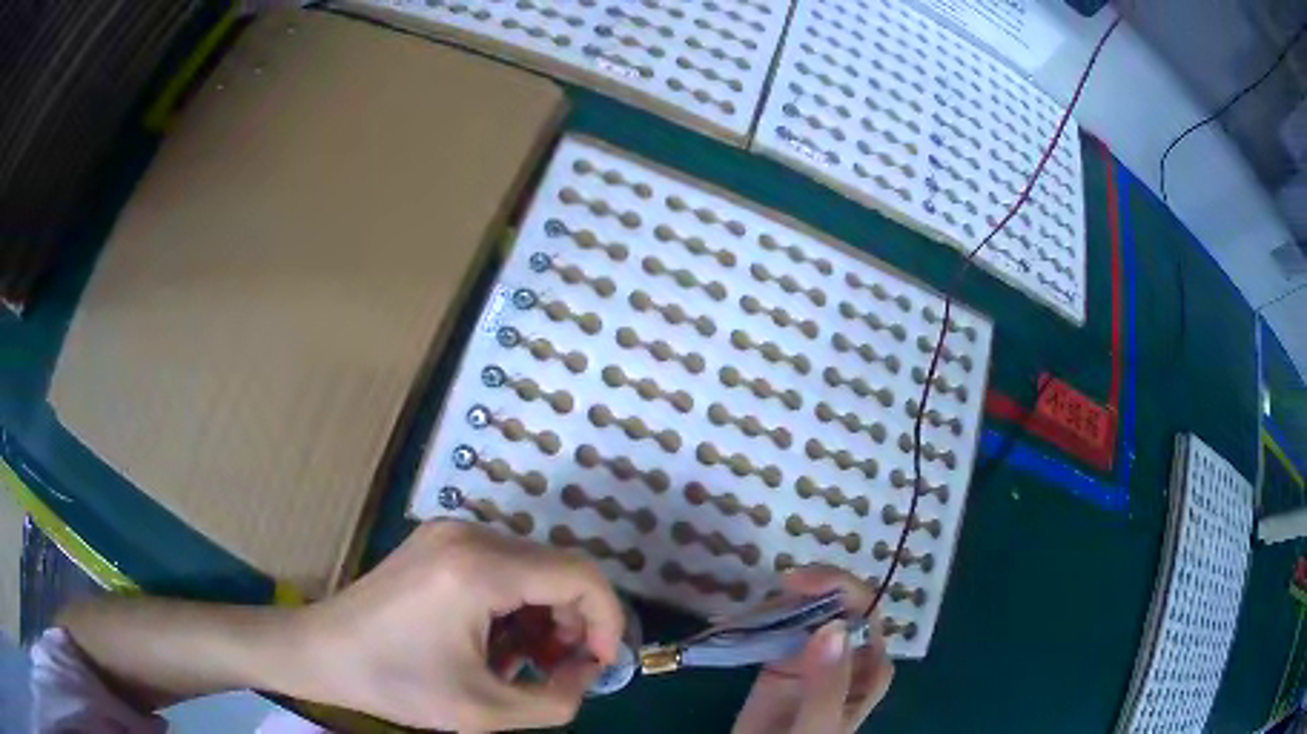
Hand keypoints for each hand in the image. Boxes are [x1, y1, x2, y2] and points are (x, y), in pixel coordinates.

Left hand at [294, 520, 624, 730]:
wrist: (322, 651)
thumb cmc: (396, 682)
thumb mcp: (484, 711)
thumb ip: (556, 700)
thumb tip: (585, 672)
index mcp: (480, 568)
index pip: (581, 577)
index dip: (608, 621)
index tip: (597, 666)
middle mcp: (471, 535)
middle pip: (559, 569)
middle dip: (574, 624)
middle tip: (559, 671)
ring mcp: (452, 532)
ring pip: (533, 568)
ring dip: (544, 617)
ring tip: (525, 663)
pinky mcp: (440, 542)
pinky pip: (503, 567)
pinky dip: (515, 606)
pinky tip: (497, 643)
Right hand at [732, 566, 893, 733]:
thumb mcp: (819, 725)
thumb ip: (828, 684)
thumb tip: (832, 626)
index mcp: (870, 665)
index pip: (866, 611)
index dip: (839, 587)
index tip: (798, 583)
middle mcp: (847, 652)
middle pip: (838, 602)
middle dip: (809, 587)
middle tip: (775, 586)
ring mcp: (813, 654)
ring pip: (805, 610)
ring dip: (778, 601)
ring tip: (744, 611)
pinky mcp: (781, 660)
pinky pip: (775, 628)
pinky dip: (755, 619)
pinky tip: (730, 621)